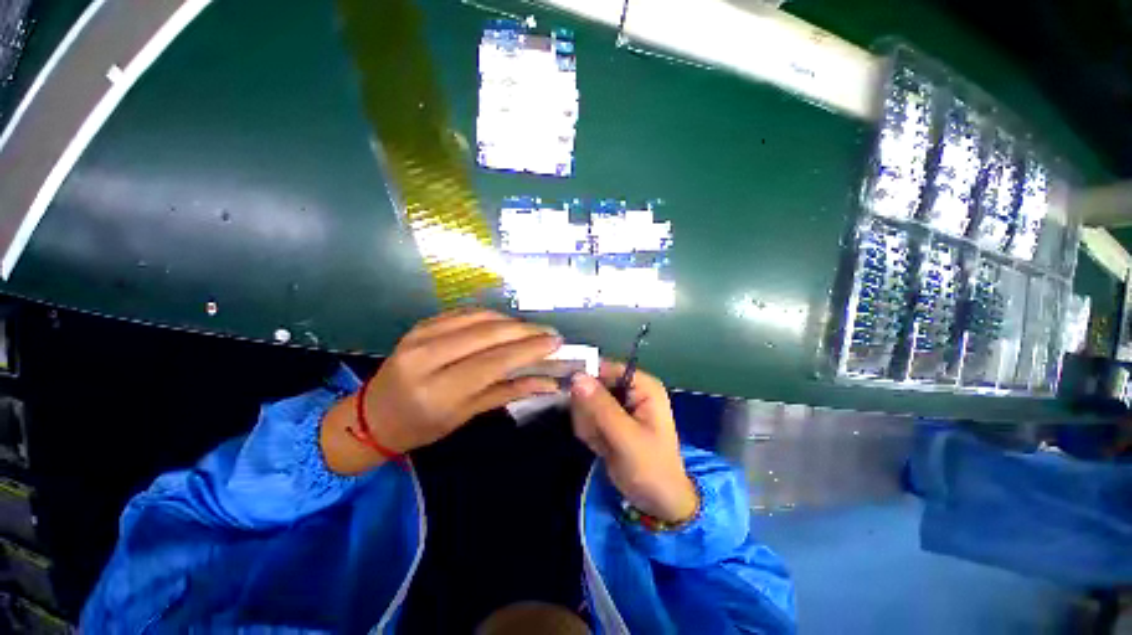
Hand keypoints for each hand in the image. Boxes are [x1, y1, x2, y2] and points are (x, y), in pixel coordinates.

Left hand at [322, 309, 562, 473]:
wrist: (372, 416)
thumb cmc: (421, 426)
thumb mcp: (466, 415)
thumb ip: (509, 392)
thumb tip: (549, 382)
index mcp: (438, 390)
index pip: (494, 362)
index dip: (529, 349)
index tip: (556, 343)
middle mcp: (427, 357)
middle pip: (489, 334)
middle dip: (526, 331)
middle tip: (551, 333)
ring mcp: (420, 335)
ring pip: (479, 318)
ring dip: (512, 321)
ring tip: (533, 329)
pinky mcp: (421, 324)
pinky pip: (464, 313)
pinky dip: (490, 315)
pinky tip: (506, 323)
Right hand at [569, 361, 697, 523]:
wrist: (657, 503)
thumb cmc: (650, 468)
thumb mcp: (626, 438)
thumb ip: (601, 407)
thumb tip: (577, 376)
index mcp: (642, 385)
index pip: (606, 367)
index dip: (587, 378)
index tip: (574, 399)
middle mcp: (630, 389)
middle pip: (592, 384)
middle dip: (588, 410)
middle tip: (596, 433)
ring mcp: (619, 404)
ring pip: (585, 400)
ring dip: (588, 424)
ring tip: (602, 443)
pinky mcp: (609, 418)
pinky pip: (586, 415)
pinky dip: (588, 432)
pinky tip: (600, 446)